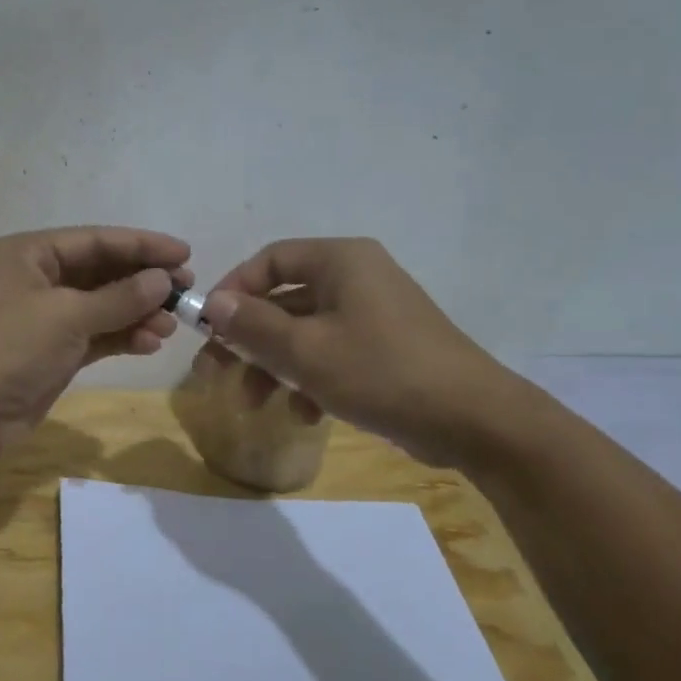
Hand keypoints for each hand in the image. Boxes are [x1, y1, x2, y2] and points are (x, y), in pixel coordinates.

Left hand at [0, 227, 192, 451]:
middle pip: (99, 272)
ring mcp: (42, 318)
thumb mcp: (66, 315)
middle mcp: (34, 279)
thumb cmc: (9, 347)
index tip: (184, 254)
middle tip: (185, 290)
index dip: (141, 245)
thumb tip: (163, 280)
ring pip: (100, 306)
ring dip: (136, 313)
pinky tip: (151, 342)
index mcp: (27, 254)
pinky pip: (95, 335)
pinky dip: (122, 337)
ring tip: (171, 324)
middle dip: (142, 282)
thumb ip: (119, 297)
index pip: (93, 240)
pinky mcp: (51, 352)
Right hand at [201, 238, 524, 466]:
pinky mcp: (386, 348)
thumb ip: (253, 325)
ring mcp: (374, 314)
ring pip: (305, 332)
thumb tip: (214, 304)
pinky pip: (333, 353)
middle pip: (284, 299)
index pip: (270, 260)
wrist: (473, 420)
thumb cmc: (381, 372)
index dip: (233, 289)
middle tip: (215, 370)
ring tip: (255, 403)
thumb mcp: (305, 351)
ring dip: (274, 366)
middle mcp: (358, 278)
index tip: (207, 326)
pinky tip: (305, 415)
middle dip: (248, 339)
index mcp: (341, 262)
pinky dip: (311, 380)